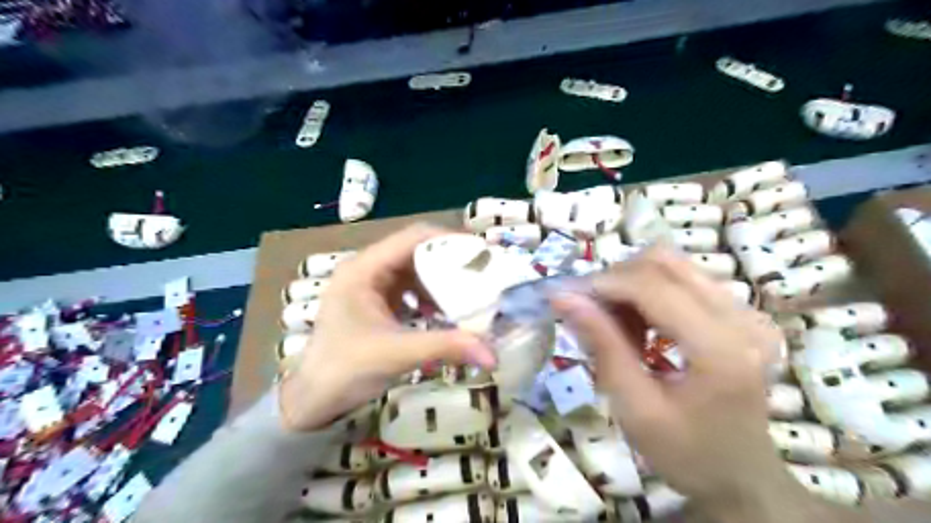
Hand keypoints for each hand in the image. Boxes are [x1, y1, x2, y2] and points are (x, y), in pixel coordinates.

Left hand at [279, 226, 497, 433]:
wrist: (313, 400)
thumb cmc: (345, 370)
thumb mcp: (397, 353)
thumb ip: (446, 347)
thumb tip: (493, 354)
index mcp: (364, 269)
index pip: (413, 238)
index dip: (449, 240)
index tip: (481, 254)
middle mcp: (367, 269)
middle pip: (416, 251)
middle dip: (449, 262)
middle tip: (481, 276)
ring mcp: (371, 286)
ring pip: (415, 270)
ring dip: (441, 281)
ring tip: (467, 295)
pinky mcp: (376, 302)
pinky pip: (410, 289)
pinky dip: (430, 297)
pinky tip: (443, 313)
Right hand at [551, 248, 791, 508]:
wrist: (739, 475)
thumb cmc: (685, 452)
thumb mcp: (634, 408)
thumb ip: (602, 346)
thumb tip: (563, 297)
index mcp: (722, 349)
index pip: (653, 286)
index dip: (603, 284)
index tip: (566, 298)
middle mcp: (743, 318)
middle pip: (663, 262)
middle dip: (615, 279)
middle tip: (590, 312)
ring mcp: (747, 311)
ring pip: (671, 264)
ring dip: (631, 284)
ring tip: (616, 323)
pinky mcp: (741, 311)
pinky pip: (682, 279)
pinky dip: (648, 292)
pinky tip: (640, 326)